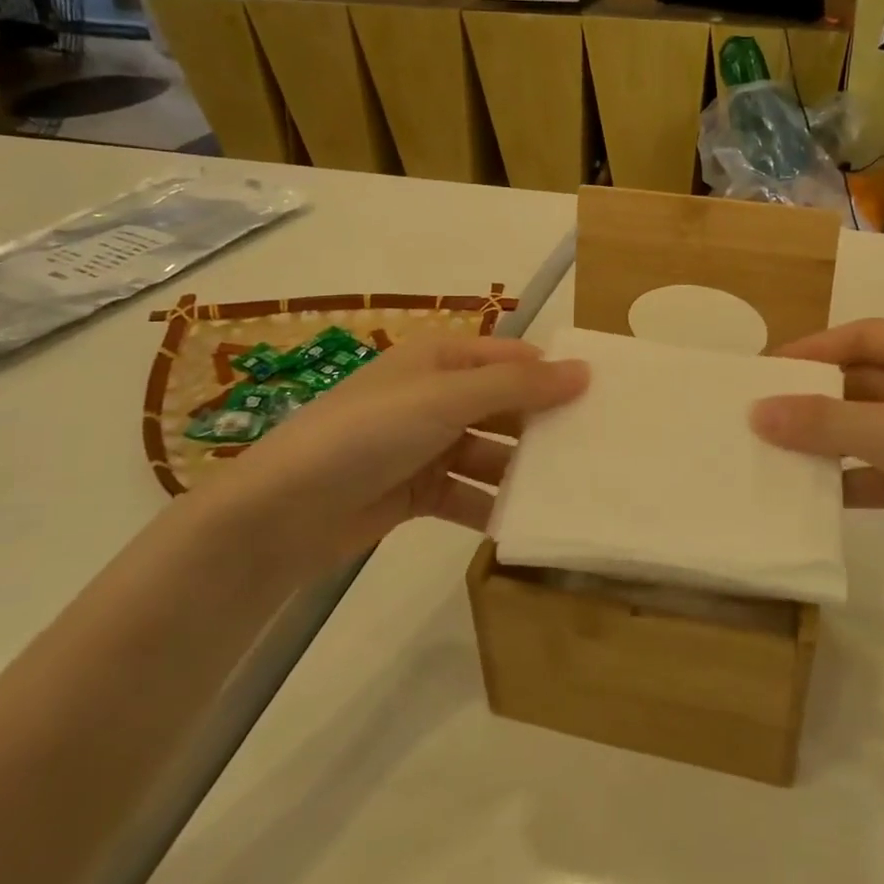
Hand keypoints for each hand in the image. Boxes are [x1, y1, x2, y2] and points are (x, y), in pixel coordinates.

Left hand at [190, 336, 587, 579]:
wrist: (280, 513)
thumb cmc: (367, 435)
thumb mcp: (446, 399)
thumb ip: (518, 387)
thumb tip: (585, 370)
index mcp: (441, 360)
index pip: (513, 359)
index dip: (554, 375)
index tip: (603, 399)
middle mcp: (436, 397)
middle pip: (505, 407)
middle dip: (543, 427)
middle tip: (597, 451)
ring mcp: (425, 446)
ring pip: (490, 453)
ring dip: (520, 471)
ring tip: (568, 492)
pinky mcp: (416, 491)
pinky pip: (467, 493)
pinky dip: (491, 506)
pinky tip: (522, 524)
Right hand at [750, 319, 883, 600]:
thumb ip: (827, 422)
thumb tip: (758, 411)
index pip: (863, 336)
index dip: (813, 349)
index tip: (765, 372)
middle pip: (866, 382)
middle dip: (817, 399)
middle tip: (763, 418)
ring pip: (876, 428)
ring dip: (833, 441)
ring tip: (780, 457)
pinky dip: (859, 479)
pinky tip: (824, 498)